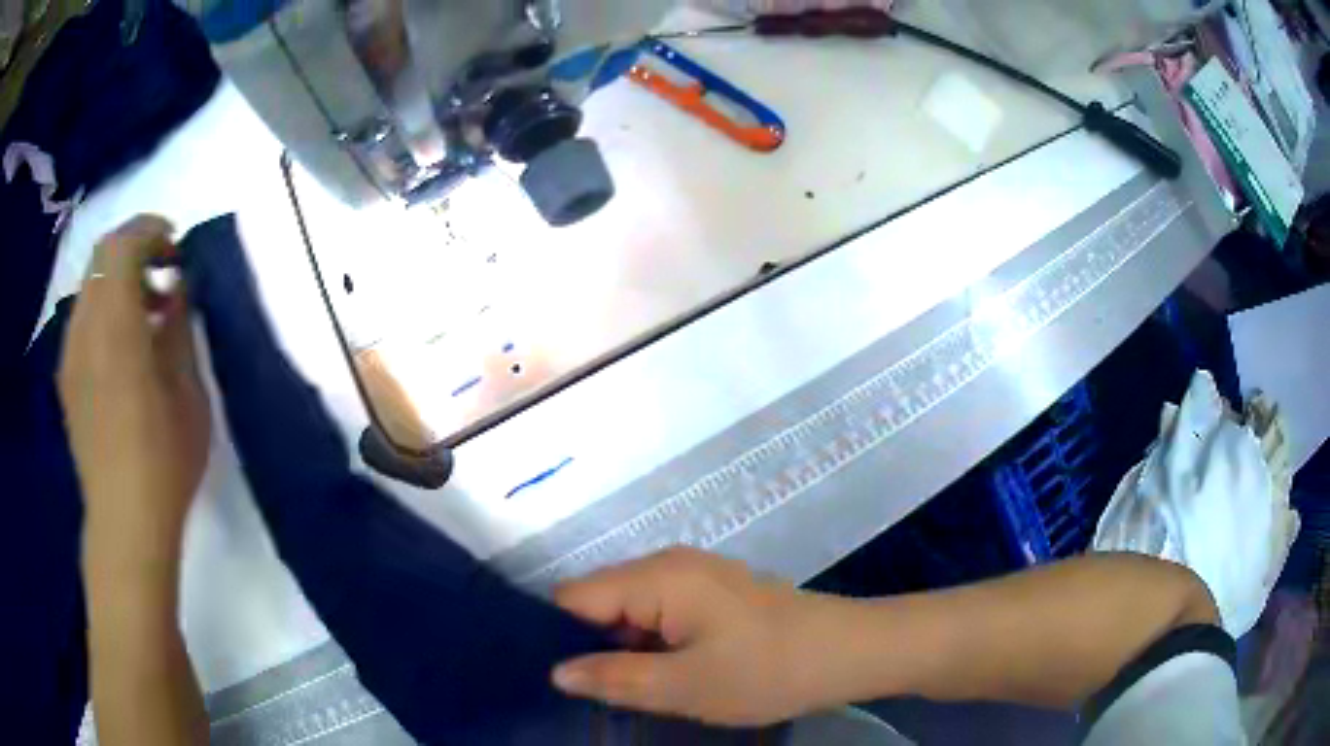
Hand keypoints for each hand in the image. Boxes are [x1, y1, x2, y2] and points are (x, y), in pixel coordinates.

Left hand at [59, 215, 210, 567]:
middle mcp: (84, 328)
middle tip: (165, 275)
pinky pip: (83, 319)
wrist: (124, 523)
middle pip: (102, 256)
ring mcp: (70, 354)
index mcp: (115, 325)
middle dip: (135, 250)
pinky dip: (105, 311)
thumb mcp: (188, 391)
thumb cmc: (164, 461)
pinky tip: (124, 350)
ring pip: (91, 286)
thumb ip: (180, 327)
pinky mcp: (67, 378)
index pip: (123, 243)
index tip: (177, 249)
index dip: (151, 231)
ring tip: (147, 316)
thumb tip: (178, 288)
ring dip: (119, 282)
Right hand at [551, 547, 845, 725]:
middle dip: (588, 645)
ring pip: (630, 612)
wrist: (848, 653)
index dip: (554, 635)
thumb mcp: (683, 686)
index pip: (574, 597)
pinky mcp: (713, 595)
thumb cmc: (767, 670)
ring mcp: (694, 578)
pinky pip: (660, 615)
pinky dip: (650, 645)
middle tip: (586, 695)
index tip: (548, 678)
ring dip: (622, 650)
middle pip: (600, 601)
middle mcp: (669, 565)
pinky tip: (658, 676)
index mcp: (656, 577)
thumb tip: (555, 671)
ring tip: (617, 692)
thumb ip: (614, 678)